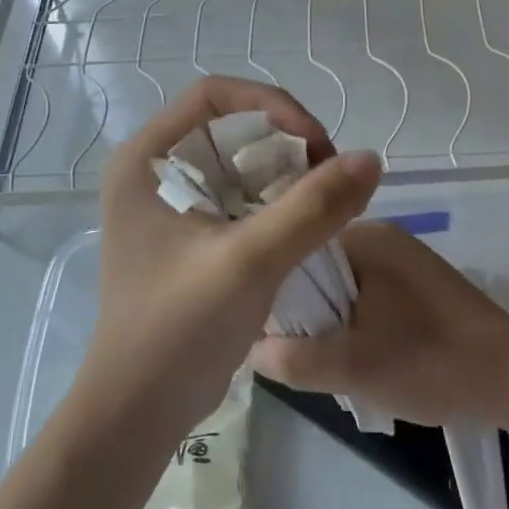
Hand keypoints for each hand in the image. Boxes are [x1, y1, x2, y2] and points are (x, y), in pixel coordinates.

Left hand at [81, 76, 380, 441]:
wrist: (138, 411)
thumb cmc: (178, 331)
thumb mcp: (249, 263)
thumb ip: (312, 208)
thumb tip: (370, 159)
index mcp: (145, 160)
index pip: (215, 96)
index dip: (273, 106)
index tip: (317, 145)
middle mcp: (153, 171)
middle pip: (232, 126)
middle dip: (286, 144)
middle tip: (327, 177)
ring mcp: (170, 204)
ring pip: (241, 162)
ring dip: (286, 175)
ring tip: (322, 204)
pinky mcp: (189, 234)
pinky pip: (241, 196)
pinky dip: (277, 202)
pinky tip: (304, 227)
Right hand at [250, 222, 508, 434]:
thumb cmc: (430, 363)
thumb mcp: (350, 367)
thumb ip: (291, 358)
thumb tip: (252, 348)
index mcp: (365, 238)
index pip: (296, 252)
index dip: (274, 294)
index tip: (266, 333)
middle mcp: (384, 237)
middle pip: (319, 271)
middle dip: (306, 313)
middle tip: (298, 356)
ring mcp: (406, 260)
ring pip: (345, 288)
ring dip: (333, 322)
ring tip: (329, 362)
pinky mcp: (422, 285)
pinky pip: (371, 297)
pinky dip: (359, 324)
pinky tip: (362, 356)